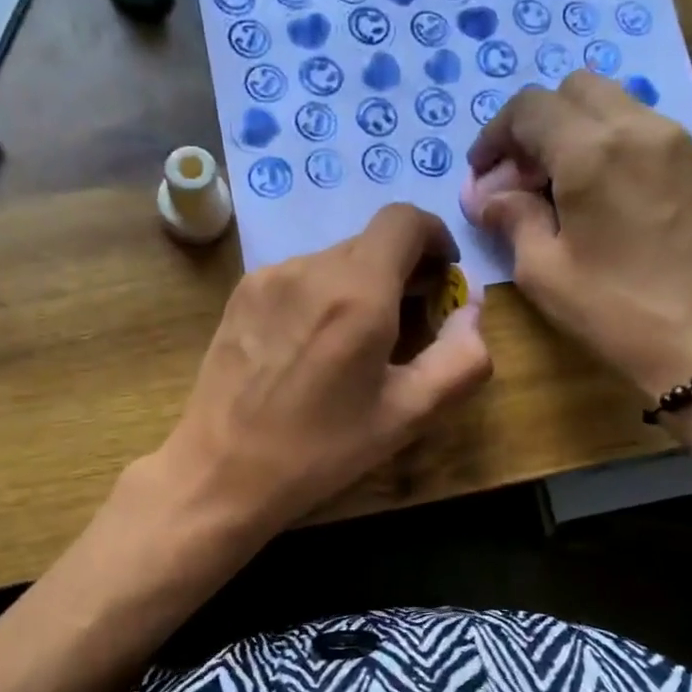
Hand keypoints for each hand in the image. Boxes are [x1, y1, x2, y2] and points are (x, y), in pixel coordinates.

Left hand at [148, 203, 491, 541]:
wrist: (219, 472)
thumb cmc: (319, 451)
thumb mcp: (406, 415)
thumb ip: (460, 358)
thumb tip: (472, 308)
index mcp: (358, 292)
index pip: (405, 220)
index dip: (435, 236)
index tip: (442, 277)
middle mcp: (310, 268)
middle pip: (371, 242)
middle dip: (402, 269)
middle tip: (411, 322)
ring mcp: (268, 277)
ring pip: (334, 260)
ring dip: (362, 284)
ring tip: (357, 343)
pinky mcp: (240, 294)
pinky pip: (299, 277)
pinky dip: (323, 295)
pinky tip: (312, 347)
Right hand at [465, 71, 691, 402]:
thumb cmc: (614, 310)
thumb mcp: (543, 269)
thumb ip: (511, 217)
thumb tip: (487, 197)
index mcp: (592, 151)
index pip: (530, 108)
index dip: (495, 135)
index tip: (483, 175)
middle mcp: (638, 128)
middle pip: (572, 91)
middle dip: (535, 125)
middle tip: (518, 177)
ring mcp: (674, 141)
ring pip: (610, 103)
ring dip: (571, 130)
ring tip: (554, 186)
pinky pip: (639, 127)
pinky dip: (605, 142)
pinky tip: (594, 193)